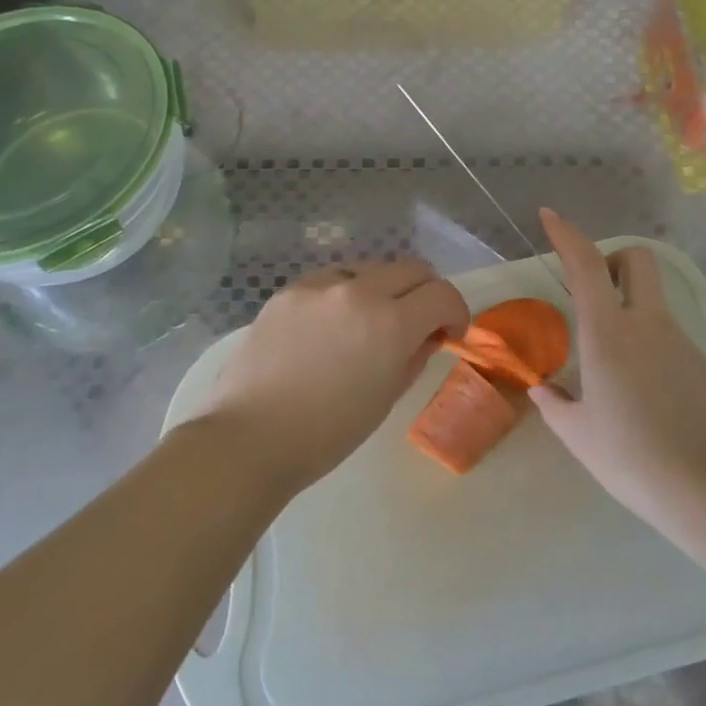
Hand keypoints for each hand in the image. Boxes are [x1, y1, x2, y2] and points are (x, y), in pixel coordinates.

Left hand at [186, 258, 468, 495]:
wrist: (249, 437)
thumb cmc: (326, 434)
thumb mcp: (386, 398)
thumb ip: (414, 355)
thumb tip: (425, 335)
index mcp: (389, 323)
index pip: (442, 294)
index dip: (456, 312)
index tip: (449, 333)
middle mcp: (358, 291)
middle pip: (412, 268)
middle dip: (425, 293)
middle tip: (418, 323)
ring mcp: (319, 285)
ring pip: (370, 268)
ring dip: (384, 289)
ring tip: (368, 324)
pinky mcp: (289, 290)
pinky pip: (331, 280)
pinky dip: (345, 295)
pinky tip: (330, 327)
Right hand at [529, 209, 705, 531]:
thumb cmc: (633, 458)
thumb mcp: (578, 434)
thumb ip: (555, 403)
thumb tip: (544, 389)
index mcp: (609, 333)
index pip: (588, 265)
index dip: (567, 235)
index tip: (549, 217)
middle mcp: (647, 324)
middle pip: (638, 260)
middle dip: (612, 260)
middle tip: (591, 292)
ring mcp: (680, 342)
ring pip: (652, 300)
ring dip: (626, 306)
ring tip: (607, 364)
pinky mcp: (700, 364)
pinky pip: (665, 334)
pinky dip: (645, 340)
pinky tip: (637, 391)